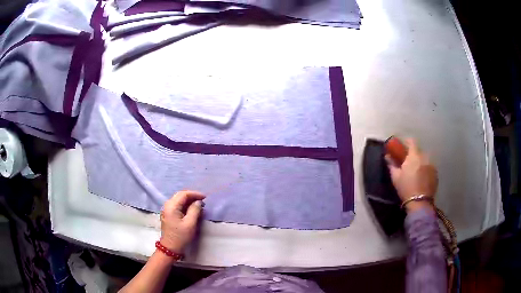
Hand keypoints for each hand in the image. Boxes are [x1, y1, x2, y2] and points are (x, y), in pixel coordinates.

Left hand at [160, 191, 204, 252]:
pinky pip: (177, 205)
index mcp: (171, 206)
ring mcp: (166, 210)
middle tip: (203, 200)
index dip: (195, 194)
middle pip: (180, 195)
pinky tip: (192, 209)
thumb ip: (195, 210)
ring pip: (178, 200)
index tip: (205, 197)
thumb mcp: (190, 224)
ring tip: (199, 204)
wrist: (170, 248)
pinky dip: (185, 205)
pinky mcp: (168, 214)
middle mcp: (167, 205)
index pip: (183, 194)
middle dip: (192, 196)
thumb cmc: (181, 236)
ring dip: (189, 201)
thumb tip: (198, 202)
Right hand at [385, 139, 437, 211]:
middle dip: (413, 154)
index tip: (403, 146)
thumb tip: (387, 156)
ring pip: (425, 159)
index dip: (407, 142)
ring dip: (420, 162)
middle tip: (408, 162)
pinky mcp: (435, 174)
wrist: (419, 202)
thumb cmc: (406, 188)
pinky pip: (429, 167)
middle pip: (419, 151)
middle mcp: (425, 157)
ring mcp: (431, 165)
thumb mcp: (395, 177)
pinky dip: (425, 169)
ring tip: (416, 171)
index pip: (411, 141)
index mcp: (414, 156)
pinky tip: (422, 178)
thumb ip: (391, 165)